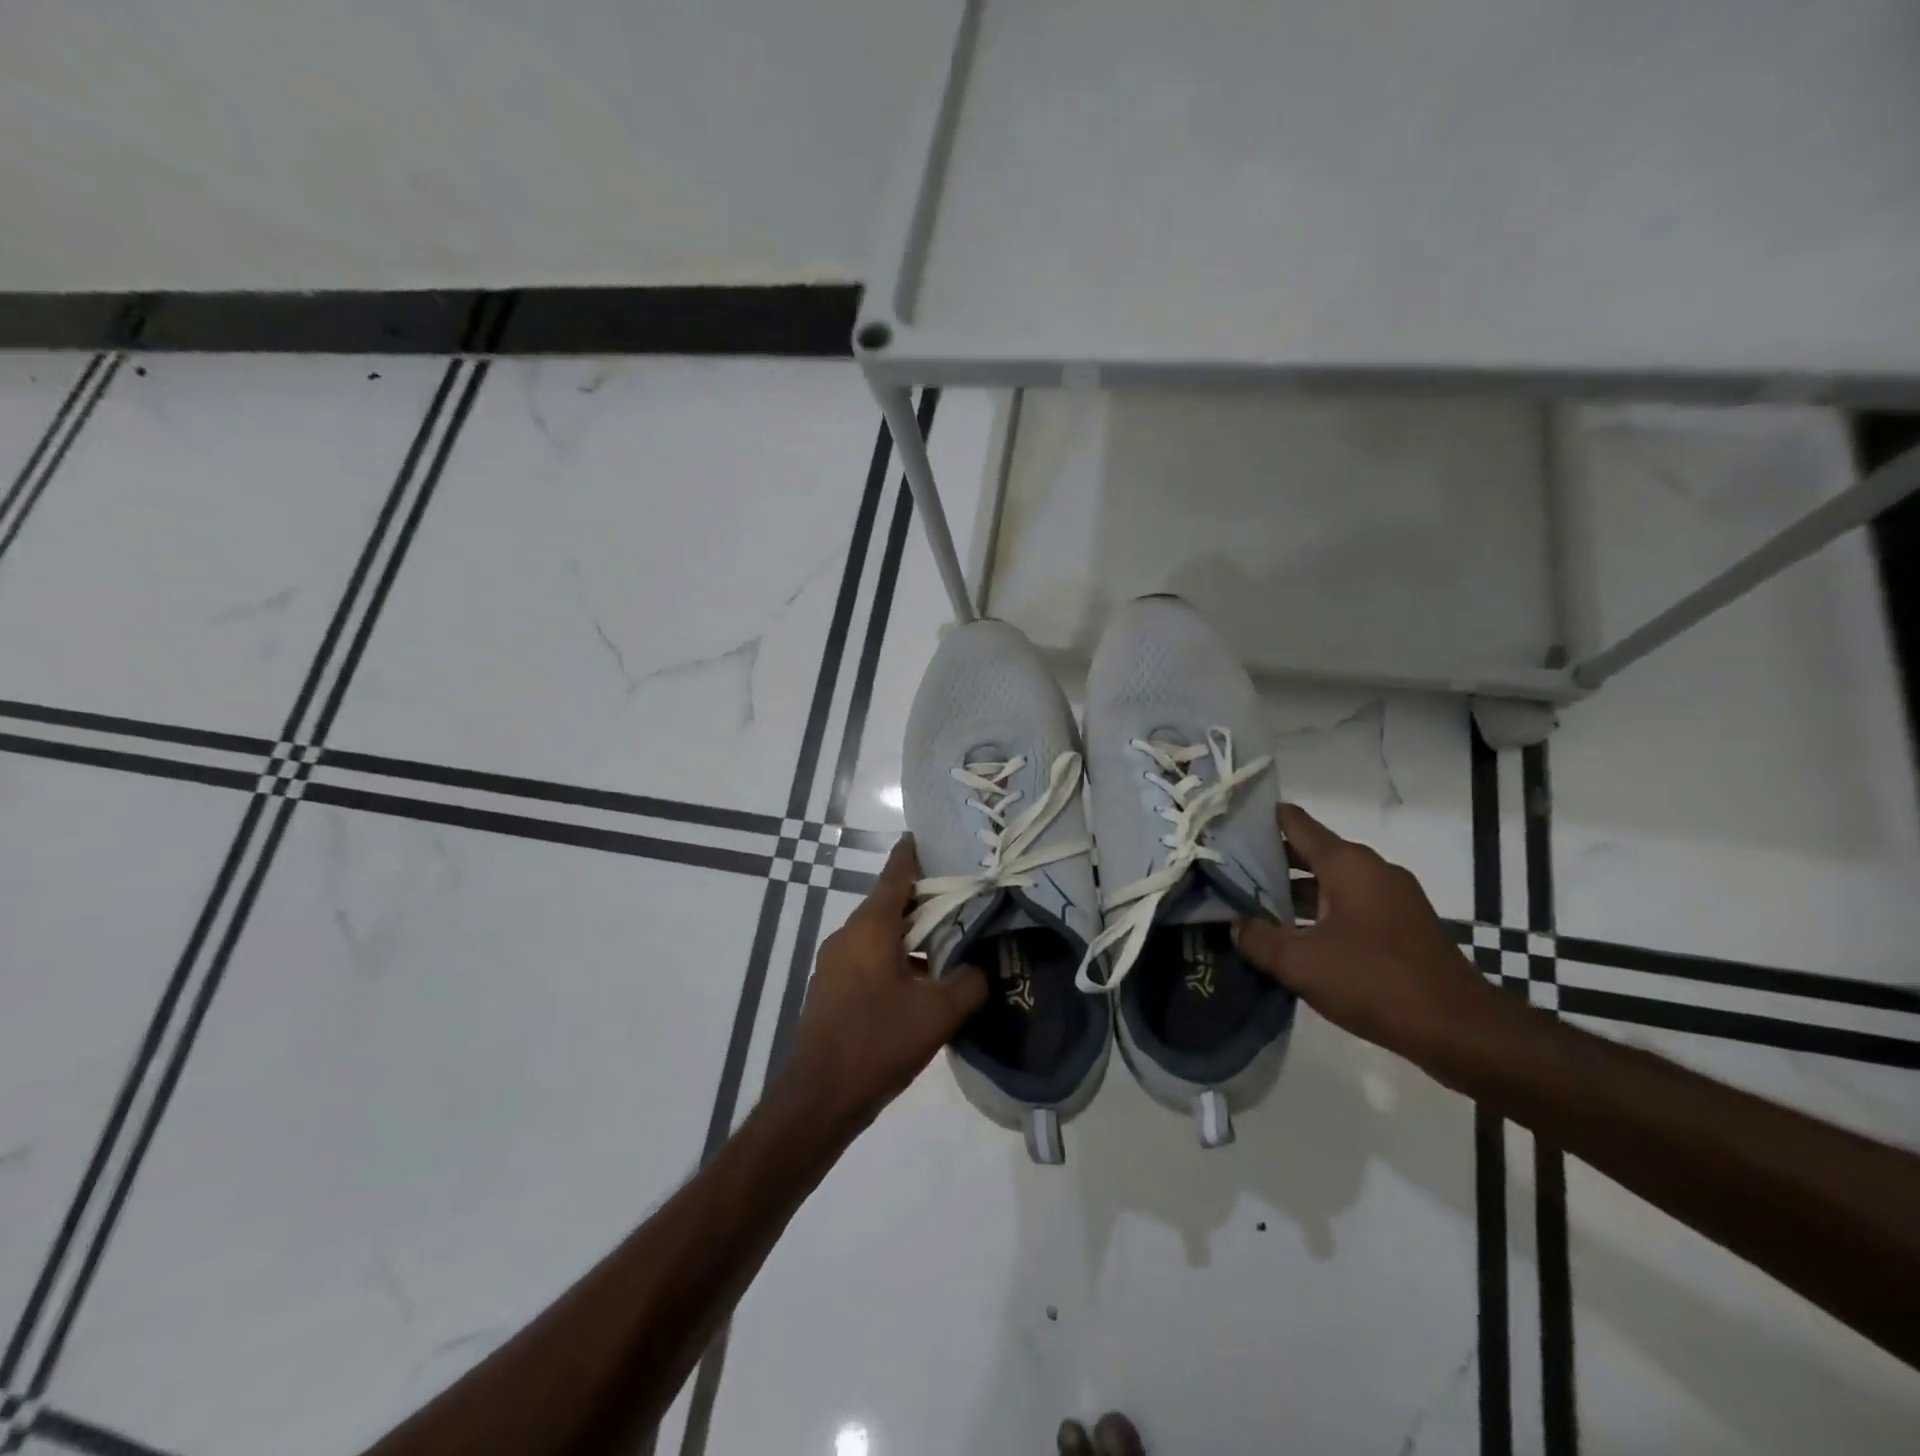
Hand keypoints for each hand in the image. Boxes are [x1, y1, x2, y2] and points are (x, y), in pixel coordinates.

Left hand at [783, 836, 987, 1135]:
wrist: (820, 1097)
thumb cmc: (879, 1042)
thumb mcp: (938, 1014)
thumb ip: (969, 983)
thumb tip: (983, 967)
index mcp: (870, 928)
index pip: (895, 876)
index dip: (913, 854)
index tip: (929, 837)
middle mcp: (848, 936)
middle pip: (889, 904)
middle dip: (923, 899)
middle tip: (960, 895)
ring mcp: (835, 963)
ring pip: (879, 934)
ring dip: (910, 933)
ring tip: (948, 940)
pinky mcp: (833, 988)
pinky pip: (868, 957)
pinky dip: (894, 956)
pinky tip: (921, 979)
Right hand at [1234, 803, 1492, 1058]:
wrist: (1460, 1030)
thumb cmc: (1375, 982)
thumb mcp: (1300, 964)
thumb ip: (1258, 939)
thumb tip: (1235, 923)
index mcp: (1347, 864)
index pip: (1295, 823)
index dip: (1259, 819)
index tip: (1227, 824)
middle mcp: (1371, 869)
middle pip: (1311, 851)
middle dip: (1270, 861)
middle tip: (1228, 871)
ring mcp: (1393, 896)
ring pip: (1331, 881)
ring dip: (1295, 891)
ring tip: (1253, 906)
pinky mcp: (1404, 924)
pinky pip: (1351, 904)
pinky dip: (1321, 910)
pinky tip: (1297, 936)